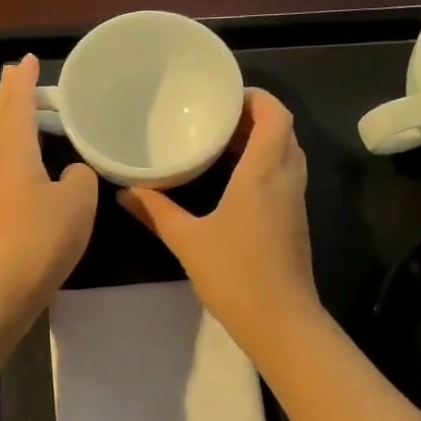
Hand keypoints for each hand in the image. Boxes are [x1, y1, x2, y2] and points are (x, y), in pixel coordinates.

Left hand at [0, 55, 98, 326]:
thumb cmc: (39, 238)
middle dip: (7, 95)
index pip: (16, 103)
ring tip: (23, 114)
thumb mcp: (77, 202)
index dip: (23, 80)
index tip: (27, 59)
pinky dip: (12, 153)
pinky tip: (27, 167)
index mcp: (12, 151)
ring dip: (7, 123)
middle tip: (19, 77)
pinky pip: (0, 169)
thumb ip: (80, 177)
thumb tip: (70, 173)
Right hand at [119, 89, 321, 352]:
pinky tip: (233, 183)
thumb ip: (155, 212)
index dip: (256, 97)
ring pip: (287, 155)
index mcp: (263, 173)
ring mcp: (295, 202)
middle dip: (255, 118)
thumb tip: (124, 192)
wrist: (281, 322)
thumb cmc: (235, 275)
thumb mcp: (188, 241)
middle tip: (216, 120)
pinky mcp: (296, 222)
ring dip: (262, 142)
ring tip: (222, 145)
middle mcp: (286, 180)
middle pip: (283, 131)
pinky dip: (265, 166)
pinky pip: (285, 177)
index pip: (276, 115)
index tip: (225, 97)